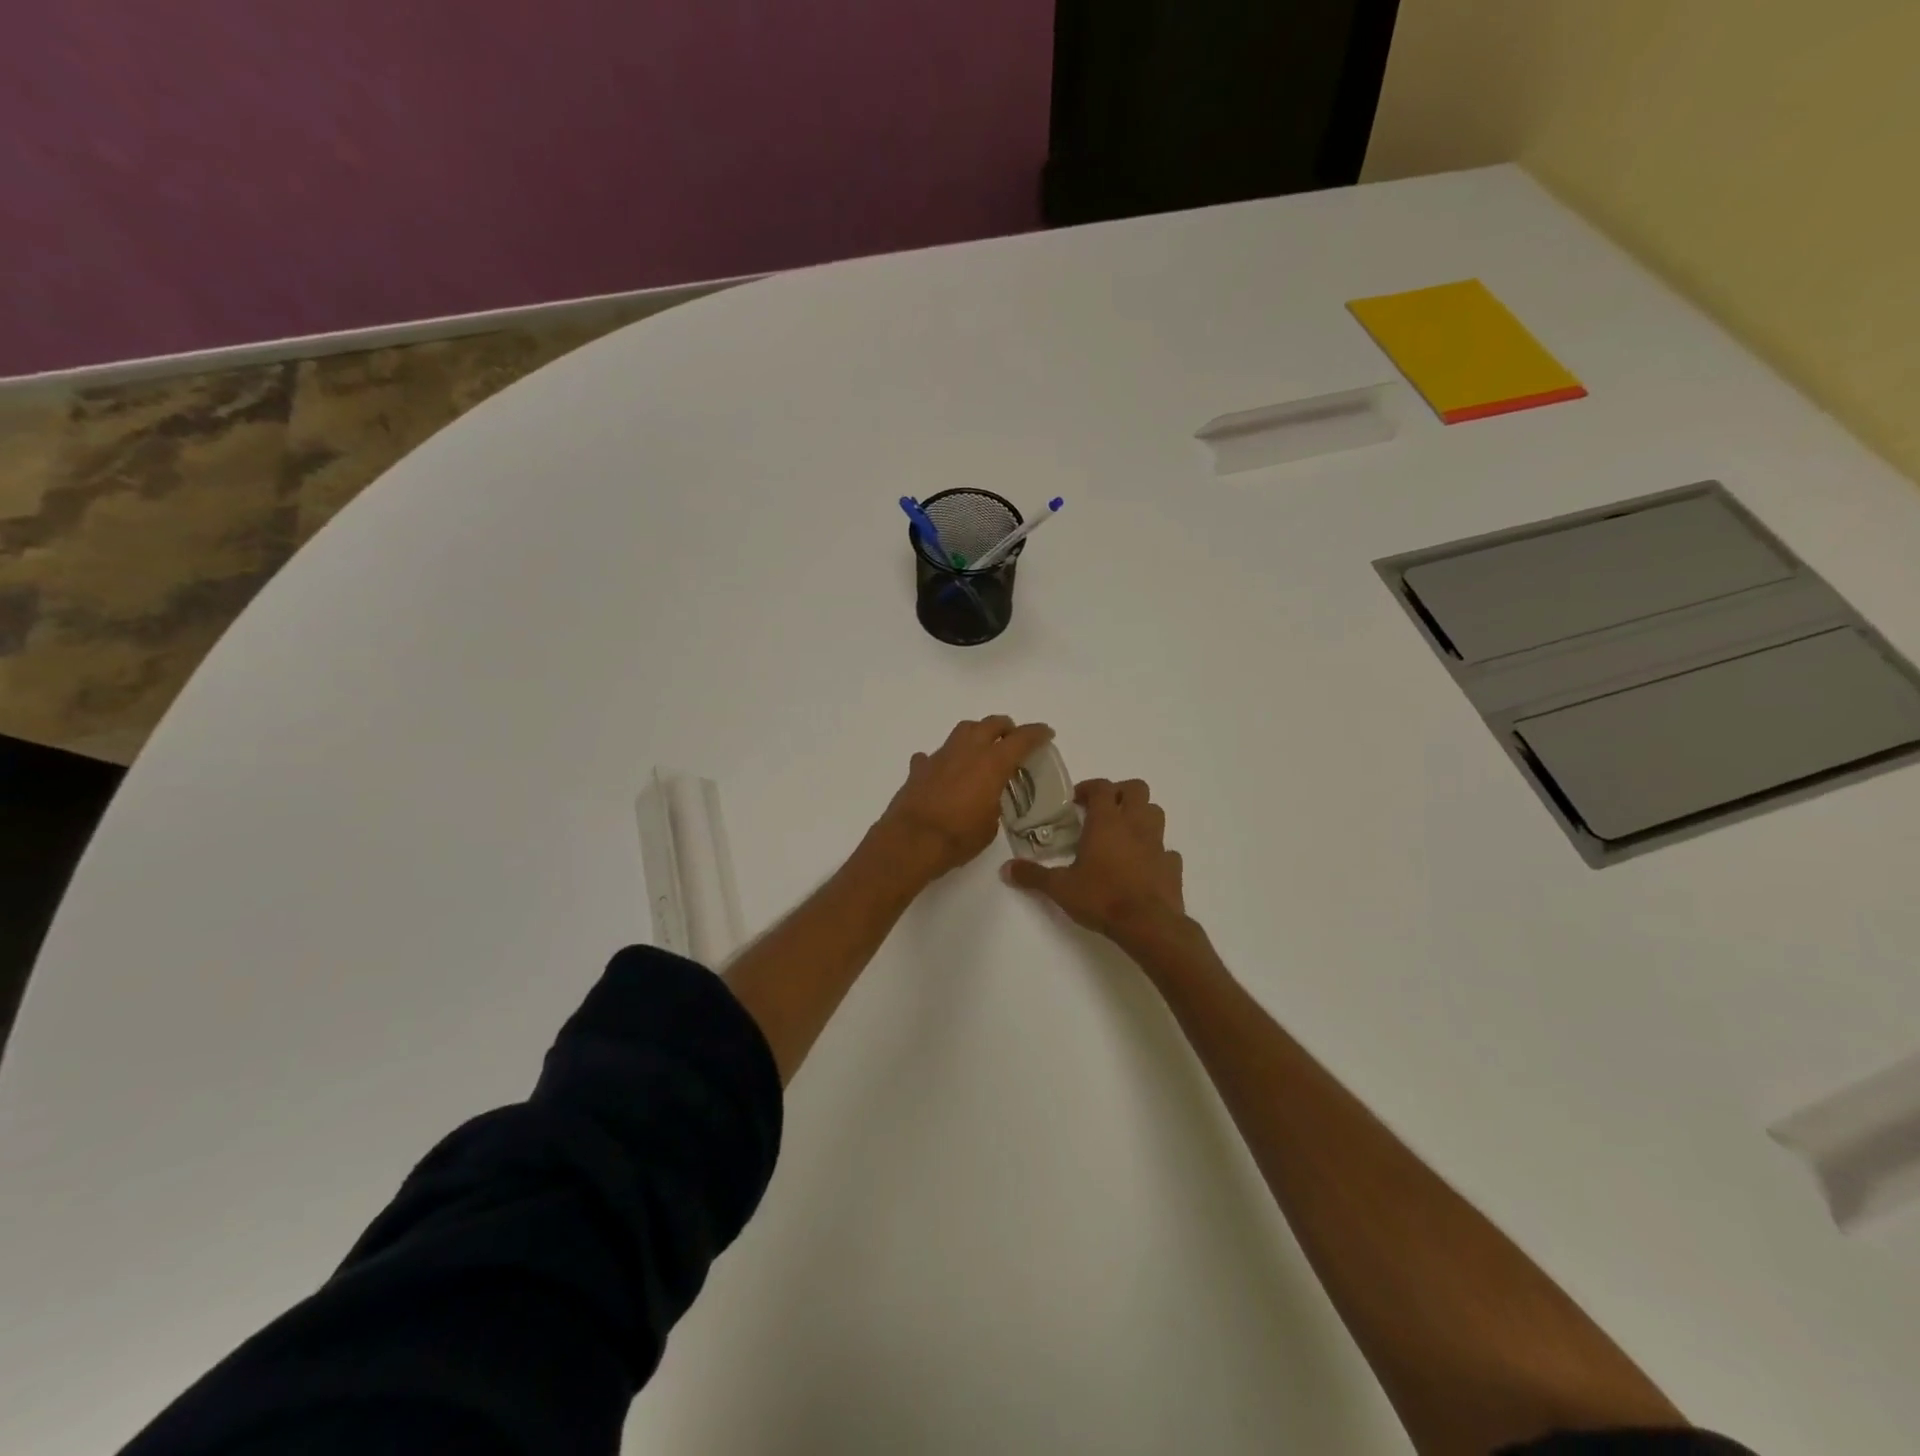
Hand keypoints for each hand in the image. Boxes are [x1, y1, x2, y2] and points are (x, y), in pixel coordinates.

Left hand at [874, 716, 1054, 884]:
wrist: (911, 841)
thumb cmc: (958, 837)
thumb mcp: (989, 825)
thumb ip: (992, 803)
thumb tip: (986, 799)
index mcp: (992, 764)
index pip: (1021, 739)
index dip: (1037, 733)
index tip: (1046, 733)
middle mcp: (967, 751)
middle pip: (990, 724)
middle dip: (1005, 727)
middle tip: (1013, 737)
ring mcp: (940, 756)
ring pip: (962, 731)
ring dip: (976, 733)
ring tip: (981, 747)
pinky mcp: (919, 768)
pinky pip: (934, 755)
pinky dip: (943, 760)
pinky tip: (944, 770)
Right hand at [1002, 777, 1186, 947]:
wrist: (1149, 925)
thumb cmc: (1102, 897)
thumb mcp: (1060, 888)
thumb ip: (1033, 875)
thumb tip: (1005, 869)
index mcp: (1107, 821)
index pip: (1102, 787)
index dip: (1089, 787)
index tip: (1076, 801)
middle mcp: (1135, 824)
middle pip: (1136, 788)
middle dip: (1120, 793)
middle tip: (1102, 810)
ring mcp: (1158, 843)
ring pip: (1155, 812)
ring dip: (1140, 815)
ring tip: (1123, 832)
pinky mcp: (1172, 865)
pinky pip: (1166, 848)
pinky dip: (1155, 850)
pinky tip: (1143, 864)